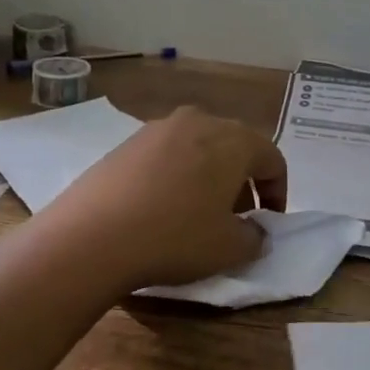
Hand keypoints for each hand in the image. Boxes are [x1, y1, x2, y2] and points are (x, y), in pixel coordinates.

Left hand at [40, 106, 286, 292]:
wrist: (92, 235)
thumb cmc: (175, 237)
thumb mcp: (230, 249)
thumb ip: (255, 237)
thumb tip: (254, 230)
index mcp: (232, 140)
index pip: (271, 157)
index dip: (278, 191)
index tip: (269, 222)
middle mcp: (198, 121)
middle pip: (234, 146)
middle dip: (242, 181)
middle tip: (236, 218)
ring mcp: (157, 128)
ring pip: (198, 147)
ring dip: (208, 176)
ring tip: (198, 213)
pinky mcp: (126, 143)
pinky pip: (166, 154)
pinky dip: (176, 175)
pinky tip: (162, 208)